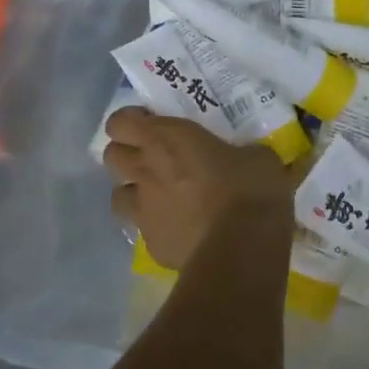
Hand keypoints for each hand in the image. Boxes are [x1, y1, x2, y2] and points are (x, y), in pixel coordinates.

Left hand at [102, 108, 294, 269]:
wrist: (242, 247)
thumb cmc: (249, 188)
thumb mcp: (257, 156)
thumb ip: (240, 152)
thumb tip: (248, 157)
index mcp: (165, 139)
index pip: (119, 122)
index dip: (130, 121)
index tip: (150, 123)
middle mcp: (145, 170)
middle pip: (111, 156)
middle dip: (127, 155)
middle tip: (154, 158)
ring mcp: (143, 211)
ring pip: (117, 196)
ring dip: (134, 193)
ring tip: (160, 197)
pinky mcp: (152, 245)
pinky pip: (144, 231)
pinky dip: (157, 228)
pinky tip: (181, 231)